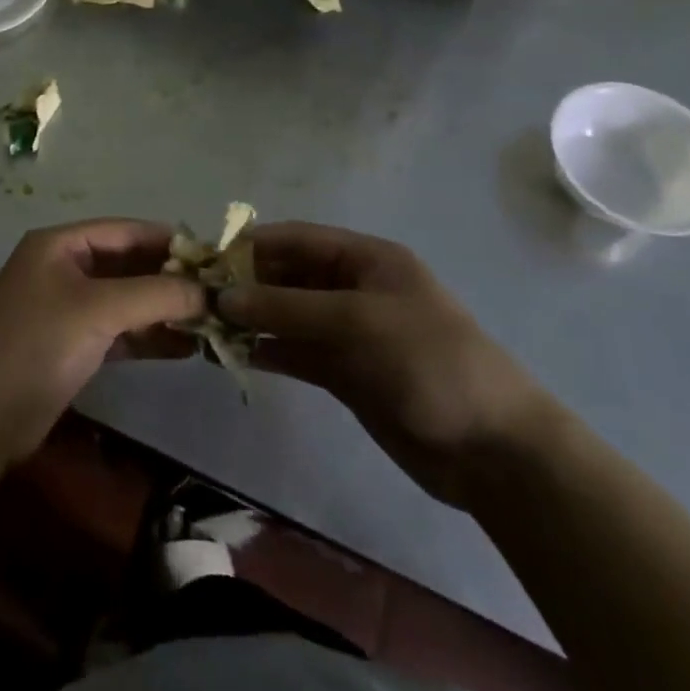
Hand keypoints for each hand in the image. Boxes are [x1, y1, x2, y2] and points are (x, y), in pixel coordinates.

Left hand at [0, 220, 205, 468]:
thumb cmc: (36, 344)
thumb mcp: (97, 309)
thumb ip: (155, 295)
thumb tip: (208, 291)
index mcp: (60, 245)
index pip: (125, 231)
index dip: (169, 240)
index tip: (215, 256)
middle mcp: (64, 270)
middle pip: (128, 265)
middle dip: (171, 279)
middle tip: (221, 294)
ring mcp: (68, 310)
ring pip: (127, 301)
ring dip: (165, 311)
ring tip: (213, 324)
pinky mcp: (73, 347)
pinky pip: (121, 333)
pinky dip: (150, 338)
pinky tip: (187, 348)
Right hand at [218, 223, 556, 507]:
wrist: (493, 451)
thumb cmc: (430, 362)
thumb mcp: (357, 322)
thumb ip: (287, 307)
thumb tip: (222, 296)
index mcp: (366, 260)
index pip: (297, 239)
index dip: (252, 245)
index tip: (206, 259)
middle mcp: (352, 288)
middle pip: (287, 276)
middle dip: (245, 284)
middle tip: (196, 298)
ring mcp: (347, 332)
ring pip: (286, 315)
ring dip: (250, 319)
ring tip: (204, 326)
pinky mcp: (344, 371)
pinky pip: (295, 351)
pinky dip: (266, 350)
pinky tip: (231, 354)